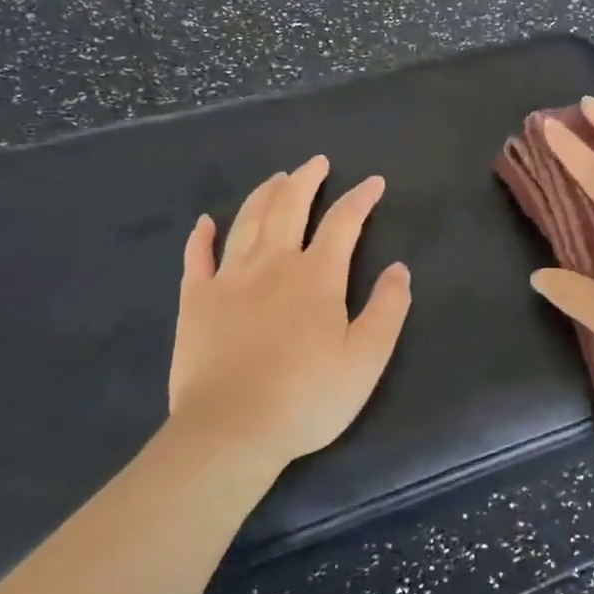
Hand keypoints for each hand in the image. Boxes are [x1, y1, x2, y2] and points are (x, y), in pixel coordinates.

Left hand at [168, 156, 411, 468]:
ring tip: (276, 179)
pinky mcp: (196, 301)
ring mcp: (229, 279)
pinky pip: (197, 257)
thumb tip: (398, 269)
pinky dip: (202, 236)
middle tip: (316, 163)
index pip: (344, 222)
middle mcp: (273, 263)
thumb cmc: (307, 397)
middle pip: (290, 207)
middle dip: (306, 180)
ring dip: (264, 195)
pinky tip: (205, 222)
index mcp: (317, 275)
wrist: (230, 430)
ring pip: (247, 221)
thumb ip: (388, 309)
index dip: (361, 198)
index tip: (374, 183)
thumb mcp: (366, 358)